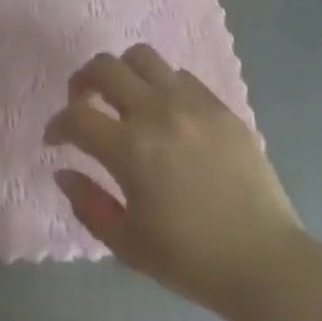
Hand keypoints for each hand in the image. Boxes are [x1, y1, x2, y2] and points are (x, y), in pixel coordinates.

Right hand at [45, 44, 300, 317]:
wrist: (266, 263)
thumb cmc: (192, 260)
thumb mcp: (128, 246)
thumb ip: (88, 204)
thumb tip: (63, 170)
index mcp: (130, 149)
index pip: (77, 116)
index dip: (57, 125)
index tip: (56, 139)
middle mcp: (157, 113)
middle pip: (104, 67)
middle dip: (82, 81)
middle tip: (83, 103)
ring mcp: (191, 104)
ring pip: (142, 57)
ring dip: (122, 72)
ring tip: (123, 96)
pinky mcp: (219, 106)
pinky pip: (180, 75)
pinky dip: (161, 85)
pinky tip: (165, 112)